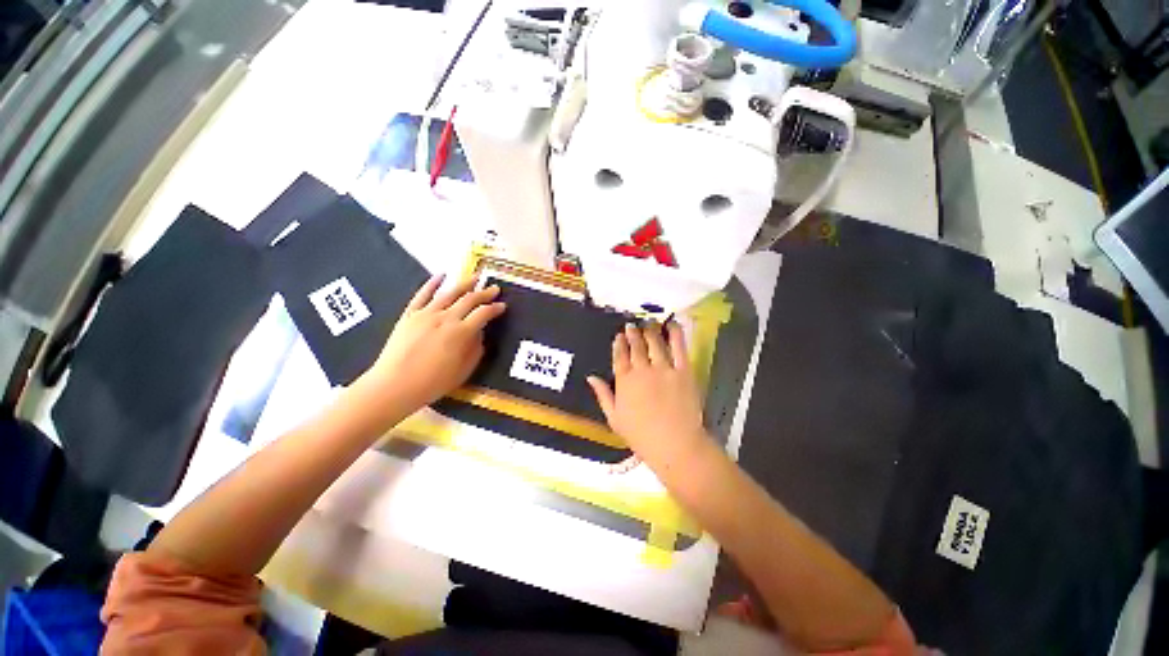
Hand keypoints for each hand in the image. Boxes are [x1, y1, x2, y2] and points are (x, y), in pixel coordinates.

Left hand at [357, 274, 504, 414]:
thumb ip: (476, 349)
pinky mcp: (409, 315)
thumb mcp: (463, 371)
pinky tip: (441, 275)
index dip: (495, 308)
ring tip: (475, 276)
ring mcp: (426, 314)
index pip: (483, 314)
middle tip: (494, 288)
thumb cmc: (432, 383)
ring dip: (464, 283)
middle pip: (469, 299)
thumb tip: (480, 333)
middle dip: (484, 293)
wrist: (393, 386)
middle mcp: (446, 318)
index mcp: (461, 333)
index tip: (502, 306)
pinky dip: (432, 283)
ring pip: (449, 293)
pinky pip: (422, 294)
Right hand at [587, 322, 710, 472]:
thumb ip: (602, 395)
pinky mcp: (683, 370)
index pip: (619, 355)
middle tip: (632, 326)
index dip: (619, 343)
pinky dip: (675, 333)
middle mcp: (642, 370)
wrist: (675, 444)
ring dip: (650, 330)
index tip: (619, 336)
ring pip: (654, 342)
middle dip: (633, 333)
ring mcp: (663, 368)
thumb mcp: (614, 418)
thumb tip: (590, 377)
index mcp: (624, 381)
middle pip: (636, 345)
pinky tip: (671, 323)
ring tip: (648, 324)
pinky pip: (679, 347)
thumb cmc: (641, 435)